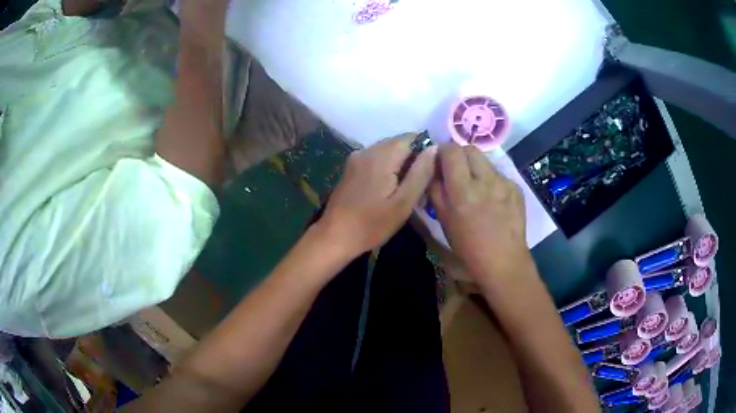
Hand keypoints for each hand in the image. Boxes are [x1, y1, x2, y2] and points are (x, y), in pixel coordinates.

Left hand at [317, 133, 436, 256]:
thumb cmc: (372, 224)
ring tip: (407, 190)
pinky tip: (390, 190)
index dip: (426, 151)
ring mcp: (356, 158)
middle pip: (399, 143)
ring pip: (388, 151)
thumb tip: (435, 148)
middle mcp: (368, 149)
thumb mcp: (403, 202)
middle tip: (422, 185)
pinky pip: (376, 159)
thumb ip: (421, 173)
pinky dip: (388, 168)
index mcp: (382, 155)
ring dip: (401, 165)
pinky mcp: (351, 168)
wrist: (334, 237)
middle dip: (414, 159)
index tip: (432, 172)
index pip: (412, 137)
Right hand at [428, 143, 530, 286]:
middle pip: (470, 148)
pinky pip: (499, 175)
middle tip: (456, 171)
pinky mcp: (516, 188)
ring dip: (476, 168)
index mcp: (463, 190)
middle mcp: (486, 180)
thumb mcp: (444, 219)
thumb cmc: (468, 246)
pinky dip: (491, 181)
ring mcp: (504, 183)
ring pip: (486, 161)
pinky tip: (492, 200)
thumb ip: (436, 189)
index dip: (443, 151)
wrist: (503, 261)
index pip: (451, 150)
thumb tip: (433, 167)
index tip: (440, 161)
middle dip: (460, 155)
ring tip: (476, 188)